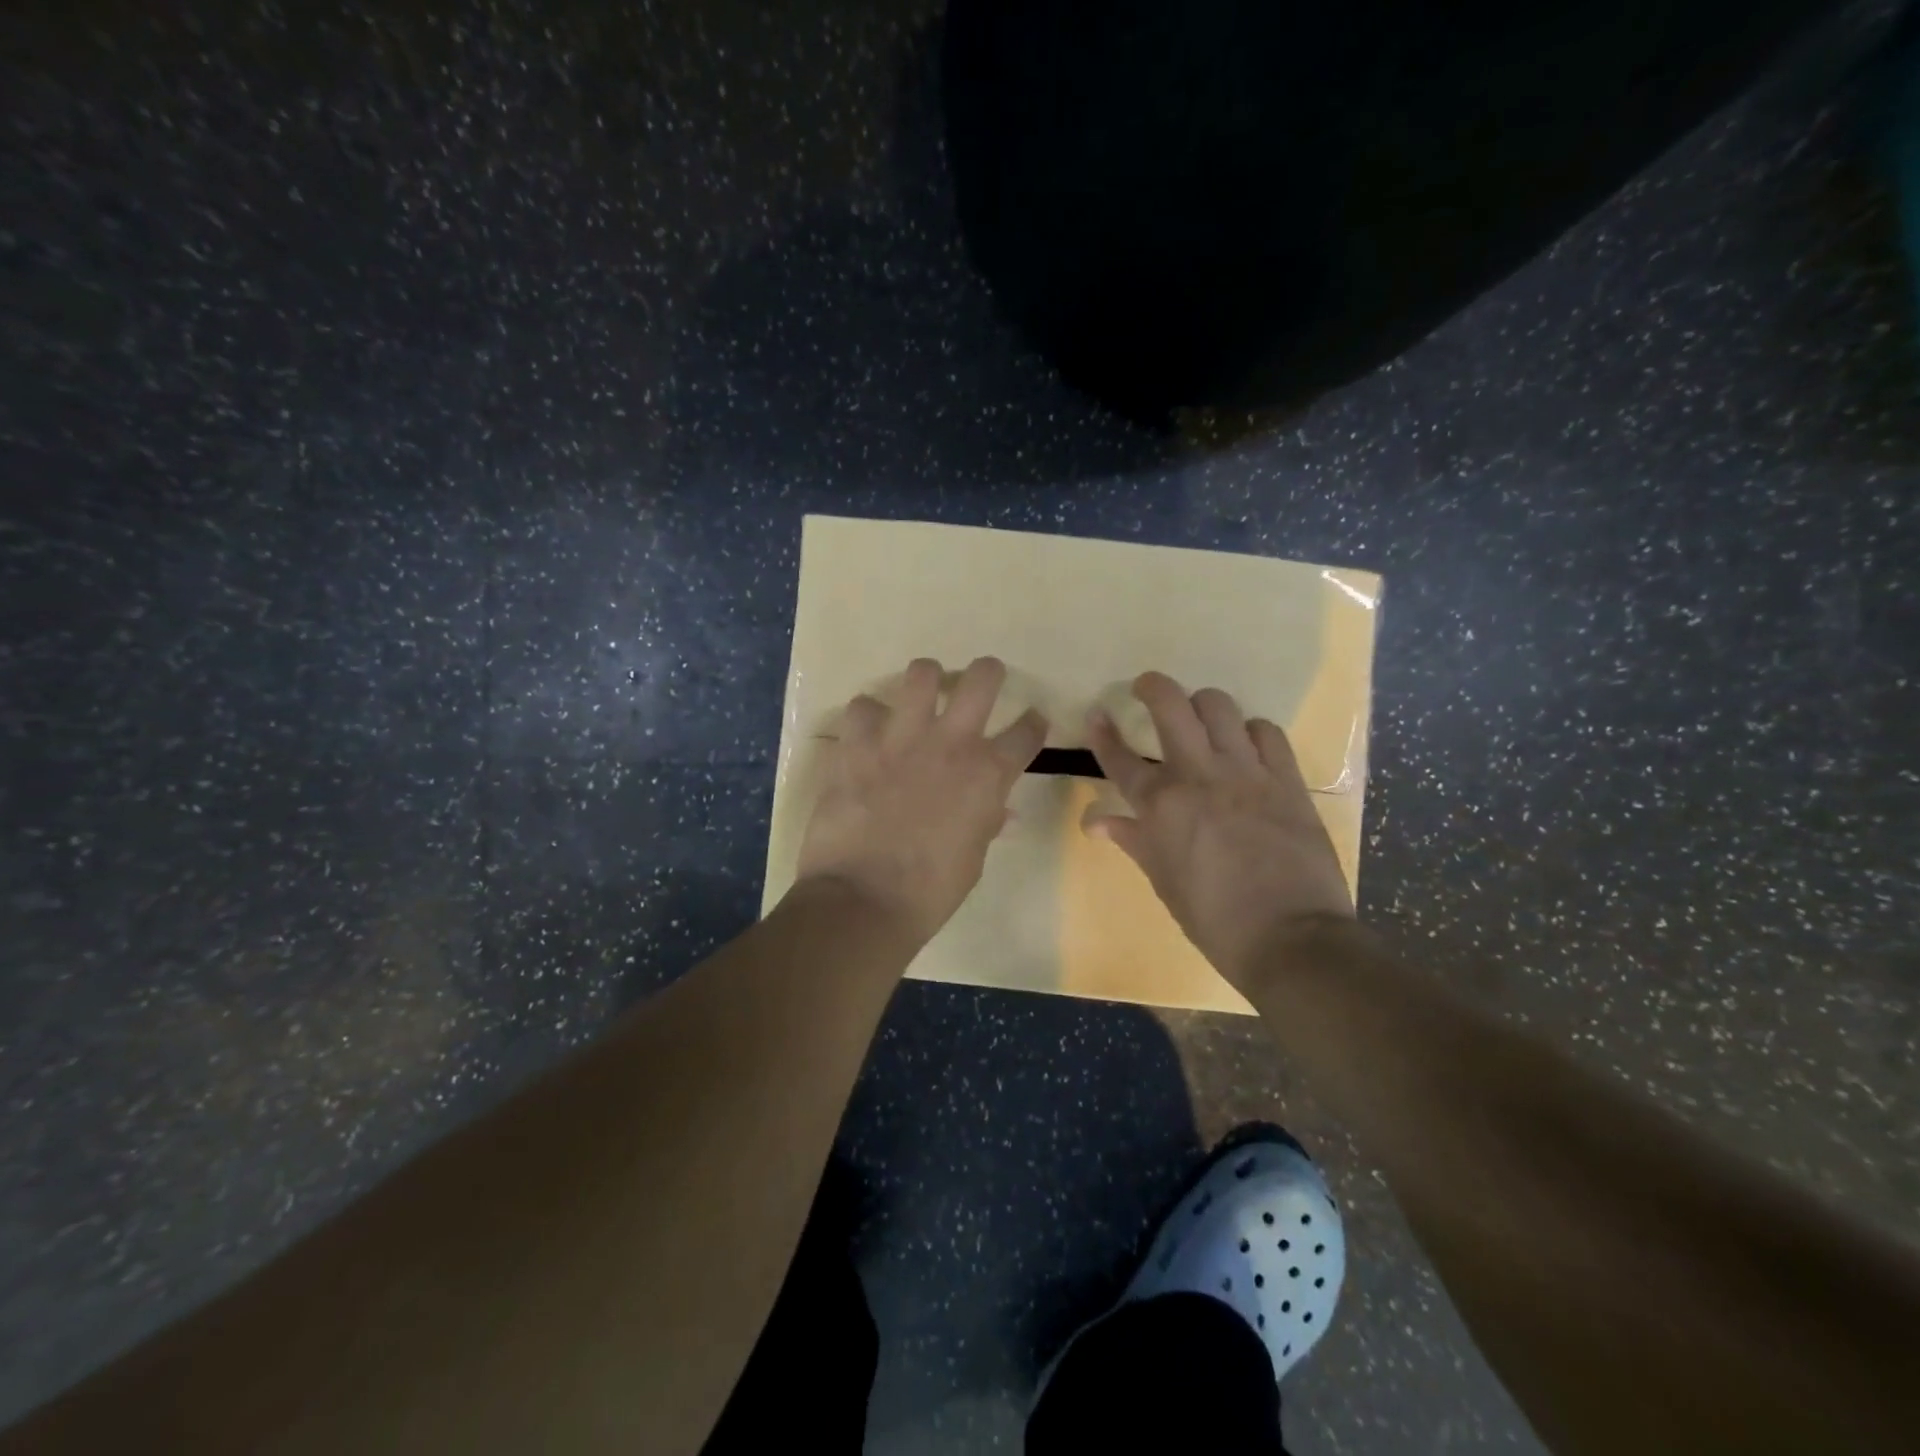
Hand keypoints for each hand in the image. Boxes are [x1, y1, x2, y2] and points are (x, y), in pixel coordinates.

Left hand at [795, 656, 1047, 943]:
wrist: (864, 899)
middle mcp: (951, 742)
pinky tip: (867, 733)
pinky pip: (862, 706)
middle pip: (982, 677)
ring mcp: (901, 737)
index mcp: (988, 774)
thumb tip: (995, 808)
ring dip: (926, 681)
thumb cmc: (930, 891)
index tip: (1031, 723)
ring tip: (921, 696)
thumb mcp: (973, 857)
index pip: (1027, 732)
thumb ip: (985, 820)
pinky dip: (868, 717)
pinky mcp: (857, 743)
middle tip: (980, 683)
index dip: (1033, 725)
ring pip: (922, 673)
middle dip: (988, 673)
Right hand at [1083, 672, 1354, 990]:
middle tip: (1146, 688)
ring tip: (1200, 718)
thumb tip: (1096, 823)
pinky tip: (1247, 745)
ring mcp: (1246, 772)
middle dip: (1152, 686)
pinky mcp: (1286, 779)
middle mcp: (1198, 775)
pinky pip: (1267, 732)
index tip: (1096, 714)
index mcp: (1160, 805)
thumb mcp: (1164, 881)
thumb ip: (1133, 840)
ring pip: (1219, 707)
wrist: (1291, 938)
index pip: (1120, 757)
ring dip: (1203, 705)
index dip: (1103, 733)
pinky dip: (1251, 731)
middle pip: (1170, 706)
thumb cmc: (1214, 919)